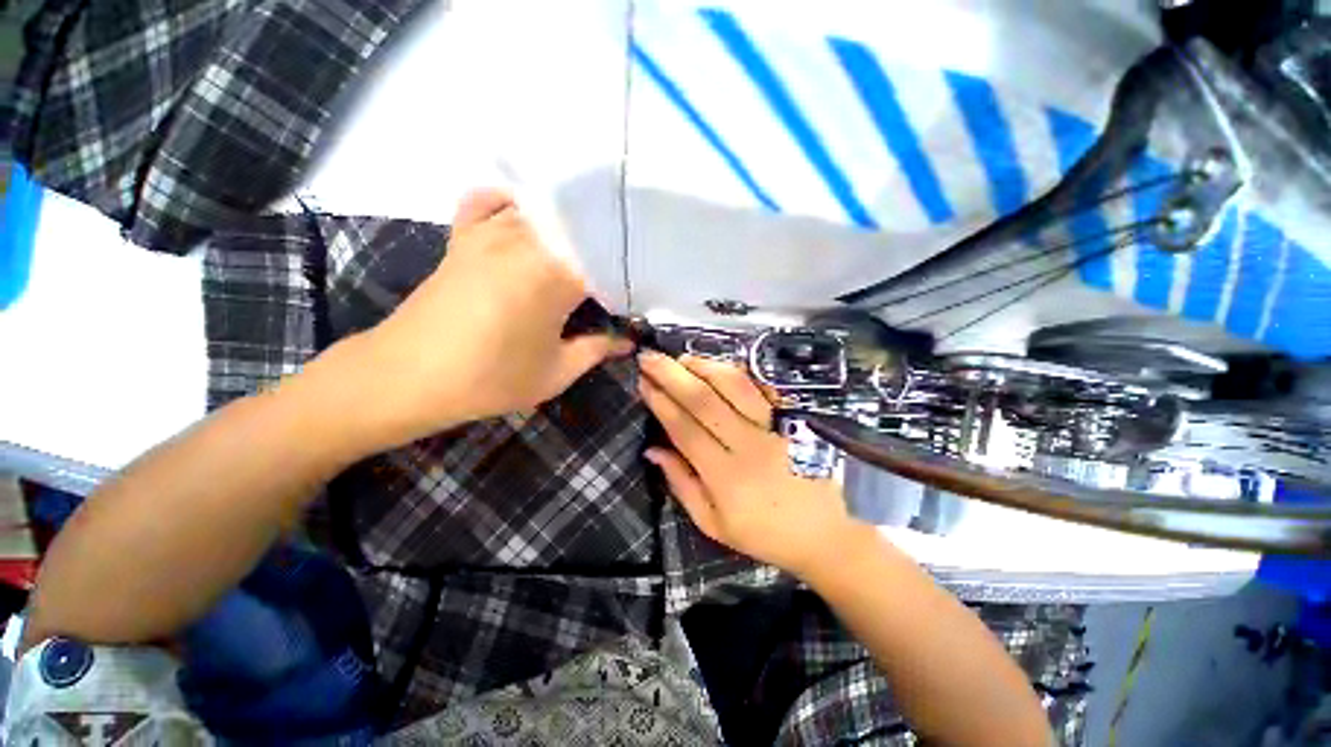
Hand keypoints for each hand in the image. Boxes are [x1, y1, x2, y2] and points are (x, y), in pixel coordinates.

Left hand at [344, 189, 630, 448]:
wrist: (405, 377)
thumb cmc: (489, 380)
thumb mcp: (555, 372)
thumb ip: (598, 350)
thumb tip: (629, 342)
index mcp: (555, 276)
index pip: (606, 260)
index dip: (627, 273)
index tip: (638, 291)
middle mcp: (526, 242)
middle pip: (579, 227)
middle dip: (604, 245)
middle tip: (620, 268)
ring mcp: (489, 233)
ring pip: (541, 211)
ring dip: (568, 225)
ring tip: (586, 245)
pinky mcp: (462, 237)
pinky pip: (488, 201)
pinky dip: (510, 202)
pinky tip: (525, 217)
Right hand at [638, 352, 866, 579]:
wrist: (832, 534)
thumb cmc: (767, 533)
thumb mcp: (715, 524)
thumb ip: (682, 484)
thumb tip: (652, 450)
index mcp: (725, 476)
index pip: (684, 428)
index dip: (660, 402)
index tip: (643, 382)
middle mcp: (749, 445)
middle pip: (704, 400)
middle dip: (672, 374)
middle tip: (650, 357)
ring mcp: (776, 427)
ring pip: (735, 386)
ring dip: (704, 367)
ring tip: (681, 358)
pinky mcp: (795, 418)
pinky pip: (764, 387)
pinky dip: (739, 373)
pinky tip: (720, 366)